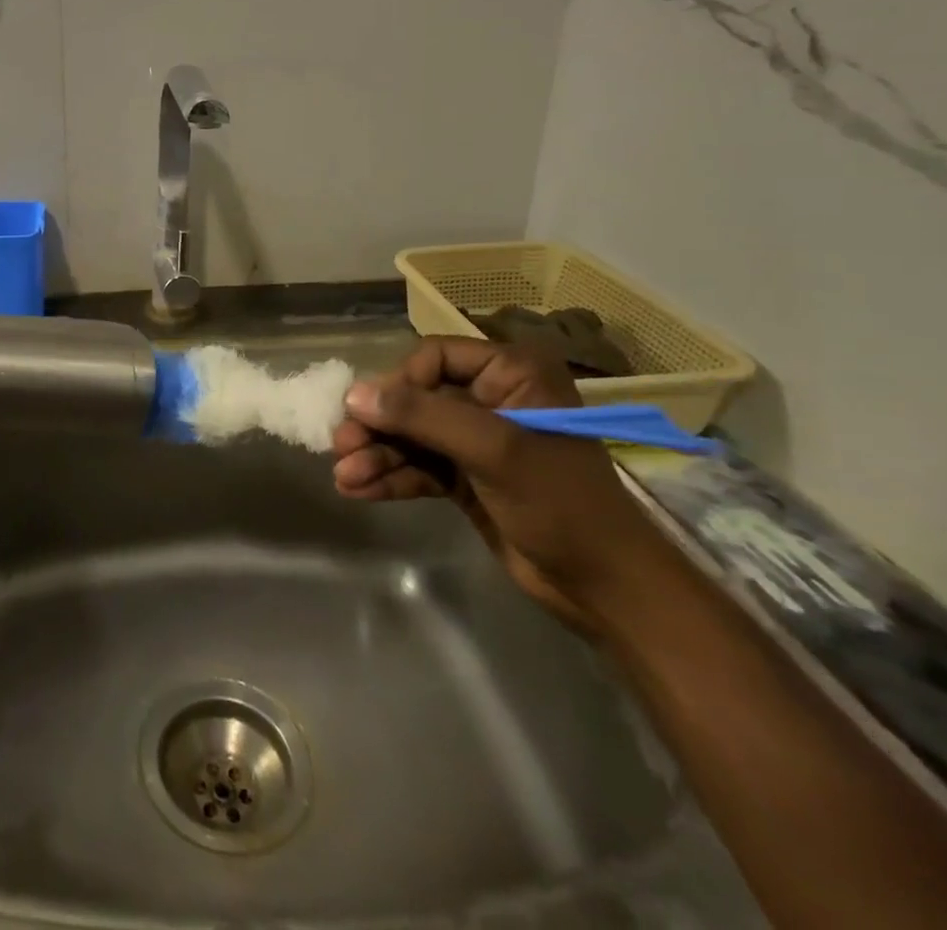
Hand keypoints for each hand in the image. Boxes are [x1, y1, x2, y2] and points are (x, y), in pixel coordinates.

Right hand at [331, 336, 675, 633]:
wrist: (606, 588)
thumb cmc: (561, 503)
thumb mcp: (493, 450)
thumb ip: (423, 417)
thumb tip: (353, 395)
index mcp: (511, 373)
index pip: (434, 357)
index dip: (398, 384)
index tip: (366, 413)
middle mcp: (491, 398)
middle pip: (416, 398)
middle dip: (378, 425)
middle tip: (340, 446)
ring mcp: (477, 440)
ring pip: (412, 435)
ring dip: (377, 454)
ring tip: (344, 477)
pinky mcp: (466, 477)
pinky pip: (418, 466)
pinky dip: (390, 476)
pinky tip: (359, 490)